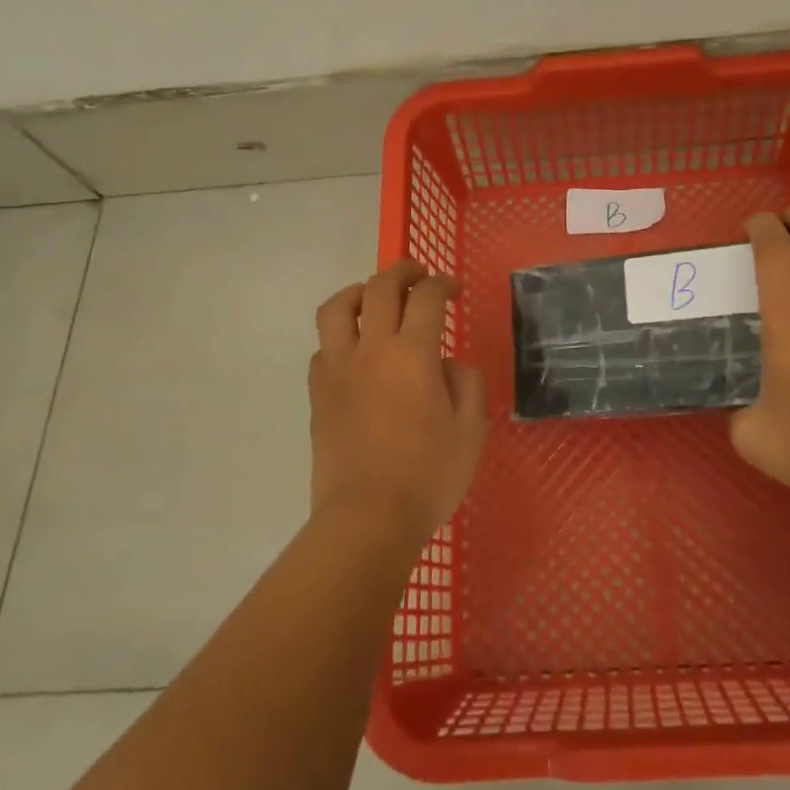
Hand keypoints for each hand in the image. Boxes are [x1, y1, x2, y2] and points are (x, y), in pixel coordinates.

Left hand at [308, 258, 488, 541]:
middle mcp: (371, 350)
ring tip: (375, 300)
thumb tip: (447, 364)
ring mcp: (338, 370)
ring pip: (336, 308)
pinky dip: (340, 337)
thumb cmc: (428, 476)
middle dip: (402, 271)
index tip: (454, 291)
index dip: (443, 284)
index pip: (427, 297)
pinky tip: (356, 353)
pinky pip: (323, 347)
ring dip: (359, 292)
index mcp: (413, 355)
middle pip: (379, 287)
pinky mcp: (318, 394)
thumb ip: (466, 384)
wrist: (368, 519)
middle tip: (418, 275)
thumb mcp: (471, 431)